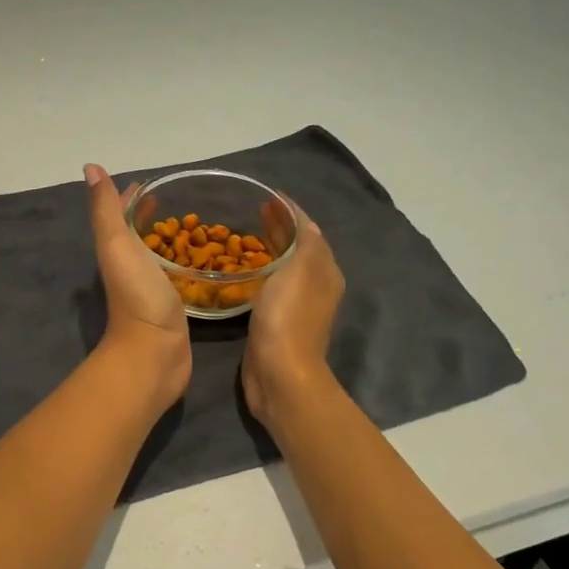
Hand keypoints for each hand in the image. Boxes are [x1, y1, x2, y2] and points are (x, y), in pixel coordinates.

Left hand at [84, 164, 191, 409]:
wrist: (153, 353)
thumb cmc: (137, 295)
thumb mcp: (117, 244)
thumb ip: (106, 209)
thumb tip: (91, 168)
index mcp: (117, 249)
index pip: (123, 213)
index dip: (135, 196)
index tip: (156, 182)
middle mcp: (130, 266)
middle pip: (141, 233)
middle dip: (155, 215)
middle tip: (182, 200)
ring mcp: (150, 287)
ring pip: (159, 254)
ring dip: (171, 239)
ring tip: (198, 223)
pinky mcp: (171, 305)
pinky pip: (178, 275)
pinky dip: (186, 262)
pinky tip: (204, 260)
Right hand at [242, 211, 343, 425]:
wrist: (280, 373)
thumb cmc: (288, 316)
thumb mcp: (300, 270)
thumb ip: (305, 241)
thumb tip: (304, 220)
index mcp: (324, 271)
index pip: (309, 230)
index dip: (290, 211)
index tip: (268, 195)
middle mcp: (315, 285)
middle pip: (298, 247)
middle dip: (280, 226)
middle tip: (255, 209)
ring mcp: (296, 304)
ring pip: (284, 265)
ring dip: (270, 247)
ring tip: (247, 232)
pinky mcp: (276, 320)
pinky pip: (270, 284)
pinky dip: (261, 269)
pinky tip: (244, 268)